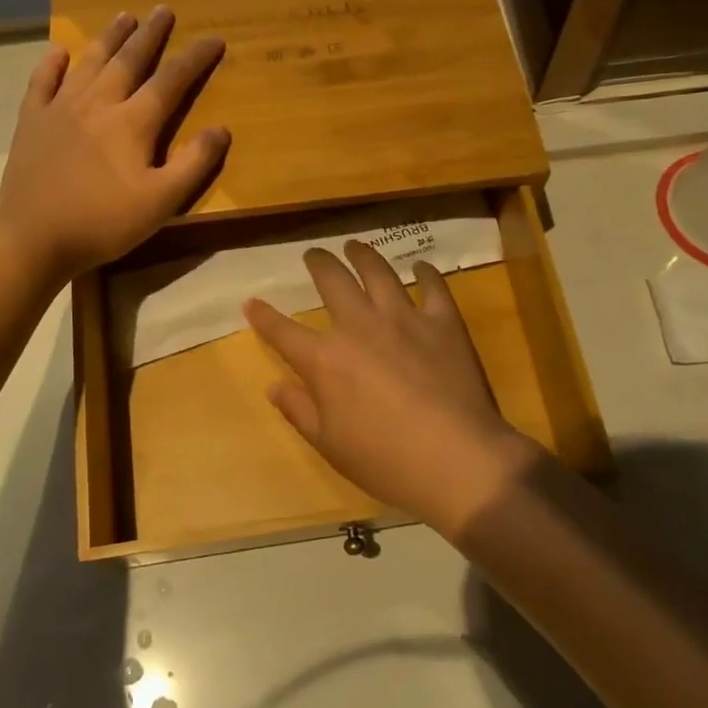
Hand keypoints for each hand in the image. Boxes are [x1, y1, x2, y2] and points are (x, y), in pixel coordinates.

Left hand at [0, 7, 228, 278]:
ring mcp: (60, 108)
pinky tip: (58, 52)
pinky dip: (52, 64)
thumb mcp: (161, 202)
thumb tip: (221, 129)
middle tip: (163, 9)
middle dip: (150, 34)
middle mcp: (98, 103)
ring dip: (109, 37)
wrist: (33, 237)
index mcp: (132, 123)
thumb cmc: (104, 222)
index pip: (171, 80)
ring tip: (123, 16)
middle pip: (129, 60)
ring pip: (89, 62)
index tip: (213, 38)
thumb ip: (194, 164)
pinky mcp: (32, 121)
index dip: (194, 58)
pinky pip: (42, 82)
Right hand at [244, 242, 545, 537]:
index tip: (252, 302)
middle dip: (318, 263)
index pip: (283, 331)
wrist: (456, 460)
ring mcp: (404, 319)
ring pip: (378, 272)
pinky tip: (421, 267)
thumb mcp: (329, 444)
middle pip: (332, 281)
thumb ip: (299, 410)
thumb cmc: (385, 461)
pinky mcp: (443, 322)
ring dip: (363, 255)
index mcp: (325, 359)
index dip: (264, 316)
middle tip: (314, 254)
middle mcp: (359, 326)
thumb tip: (275, 386)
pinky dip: (425, 273)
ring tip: (355, 247)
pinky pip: (433, 287)